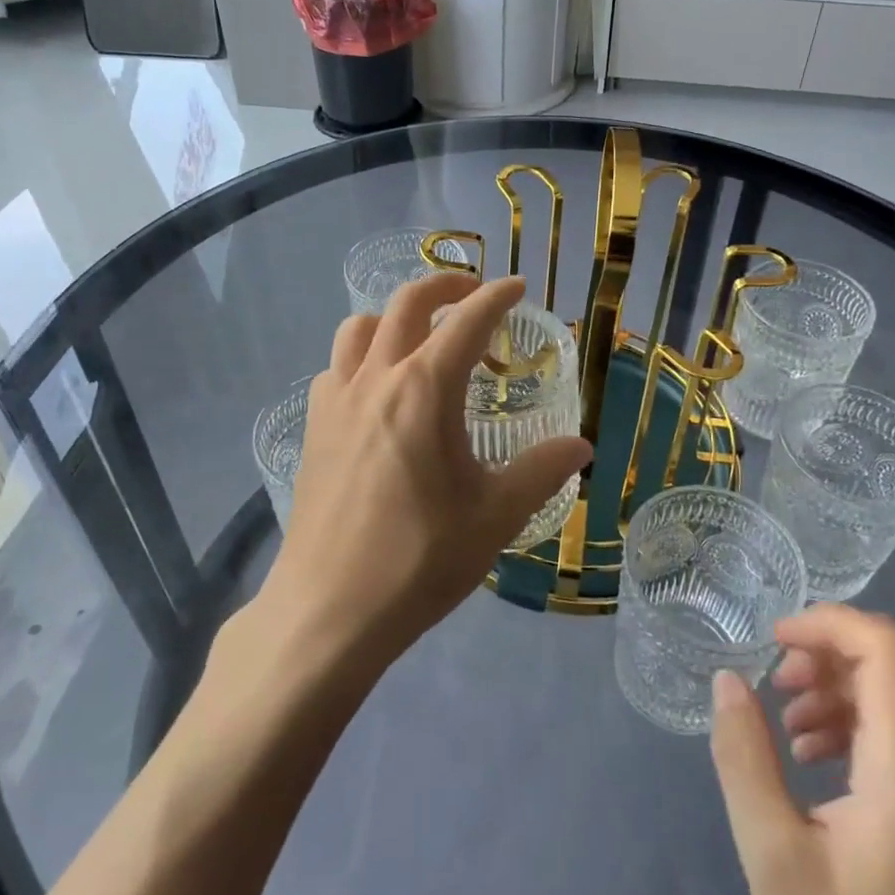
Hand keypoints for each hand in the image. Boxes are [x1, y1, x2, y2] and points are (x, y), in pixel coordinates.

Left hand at [261, 273, 592, 668]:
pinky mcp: (313, 427)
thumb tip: (581, 444)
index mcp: (424, 389)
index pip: (467, 320)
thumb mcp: (496, 515)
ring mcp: (336, 400)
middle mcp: (377, 378)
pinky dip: (363, 356)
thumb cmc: (420, 559)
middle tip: (474, 294)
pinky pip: (337, 367)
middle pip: (407, 302)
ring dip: (396, 316)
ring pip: (361, 327)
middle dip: (446, 284)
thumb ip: (542, 470)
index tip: (517, 287)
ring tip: (422, 338)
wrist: (329, 610)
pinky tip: (379, 392)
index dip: (496, 296)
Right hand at [709, 606, 894, 894]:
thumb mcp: (773, 856)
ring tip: (787, 722)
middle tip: (775, 682)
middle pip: (893, 665)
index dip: (829, 621)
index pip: (888, 648)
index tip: (774, 639)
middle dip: (826, 653)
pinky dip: (854, 722)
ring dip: (837, 687)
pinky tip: (814, 757)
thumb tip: (728, 678)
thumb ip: (744, 757)